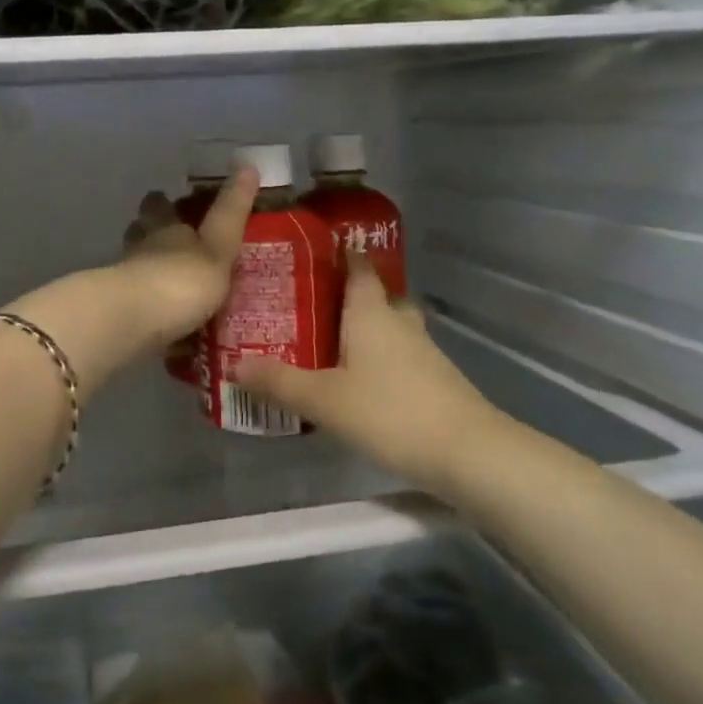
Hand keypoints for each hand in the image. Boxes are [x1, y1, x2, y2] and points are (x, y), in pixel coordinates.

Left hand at [119, 168, 259, 345]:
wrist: (130, 324)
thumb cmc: (179, 279)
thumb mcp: (218, 246)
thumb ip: (231, 212)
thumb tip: (247, 163)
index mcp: (164, 228)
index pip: (160, 206)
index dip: (165, 201)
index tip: (170, 198)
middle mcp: (141, 249)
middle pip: (141, 233)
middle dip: (153, 234)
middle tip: (174, 242)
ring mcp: (126, 282)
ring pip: (137, 268)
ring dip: (151, 272)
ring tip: (174, 285)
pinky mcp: (120, 316)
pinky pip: (139, 308)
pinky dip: (152, 312)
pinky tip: (167, 327)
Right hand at [233, 253, 493, 492]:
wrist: (468, 452)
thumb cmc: (390, 412)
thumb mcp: (324, 399)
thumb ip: (279, 382)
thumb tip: (234, 365)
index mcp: (370, 311)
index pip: (358, 267)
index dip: (340, 254)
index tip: (313, 251)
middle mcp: (398, 321)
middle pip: (376, 294)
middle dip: (348, 294)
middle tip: (311, 303)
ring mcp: (422, 349)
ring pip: (389, 325)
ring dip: (364, 328)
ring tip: (328, 341)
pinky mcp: (434, 377)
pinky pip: (399, 353)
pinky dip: (379, 356)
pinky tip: (358, 379)